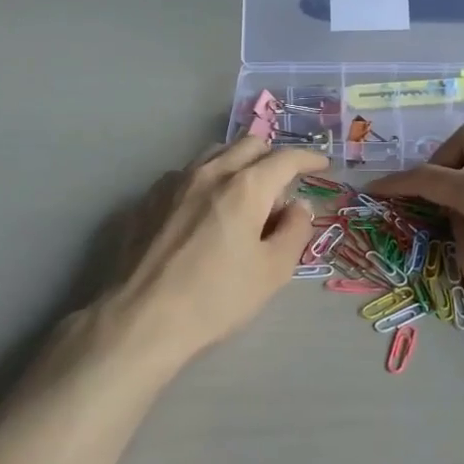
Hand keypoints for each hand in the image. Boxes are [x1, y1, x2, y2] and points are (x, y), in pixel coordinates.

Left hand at [104, 137, 327, 364]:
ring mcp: (174, 182)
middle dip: (273, 158)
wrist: (142, 318)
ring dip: (238, 164)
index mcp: (246, 187)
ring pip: (215, 154)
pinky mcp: (148, 198)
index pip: (285, 158)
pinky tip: (205, 211)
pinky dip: (208, 180)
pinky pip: (187, 174)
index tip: (322, 166)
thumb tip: (298, 206)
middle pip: (249, 144)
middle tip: (281, 191)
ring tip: (243, 198)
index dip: (309, 159)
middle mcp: (210, 172)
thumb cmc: (216, 298)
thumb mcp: (273, 271)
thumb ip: (294, 231)